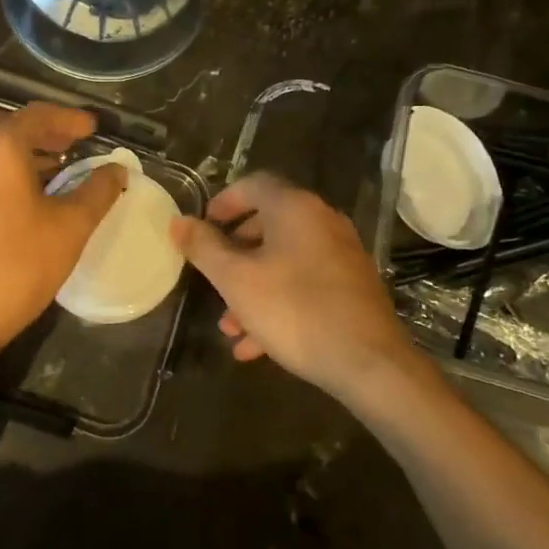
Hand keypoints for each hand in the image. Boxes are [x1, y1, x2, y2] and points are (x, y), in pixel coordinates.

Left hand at [0, 103, 126, 372]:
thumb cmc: (19, 264)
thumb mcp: (71, 226)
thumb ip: (99, 190)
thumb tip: (117, 169)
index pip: (38, 116)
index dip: (70, 119)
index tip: (94, 127)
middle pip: (11, 129)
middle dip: (47, 133)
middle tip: (76, 144)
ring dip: (26, 154)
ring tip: (58, 170)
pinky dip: (6, 173)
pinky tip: (26, 198)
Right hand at [170, 173, 416, 401]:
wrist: (369, 363)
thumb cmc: (294, 310)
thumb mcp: (236, 280)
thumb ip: (204, 248)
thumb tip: (178, 222)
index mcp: (295, 208)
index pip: (253, 185)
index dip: (223, 202)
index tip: (202, 226)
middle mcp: (322, 222)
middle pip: (268, 224)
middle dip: (234, 252)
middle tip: (213, 274)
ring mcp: (341, 255)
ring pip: (284, 261)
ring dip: (252, 287)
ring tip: (229, 325)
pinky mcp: (351, 287)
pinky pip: (305, 285)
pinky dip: (278, 303)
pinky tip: (256, 345)